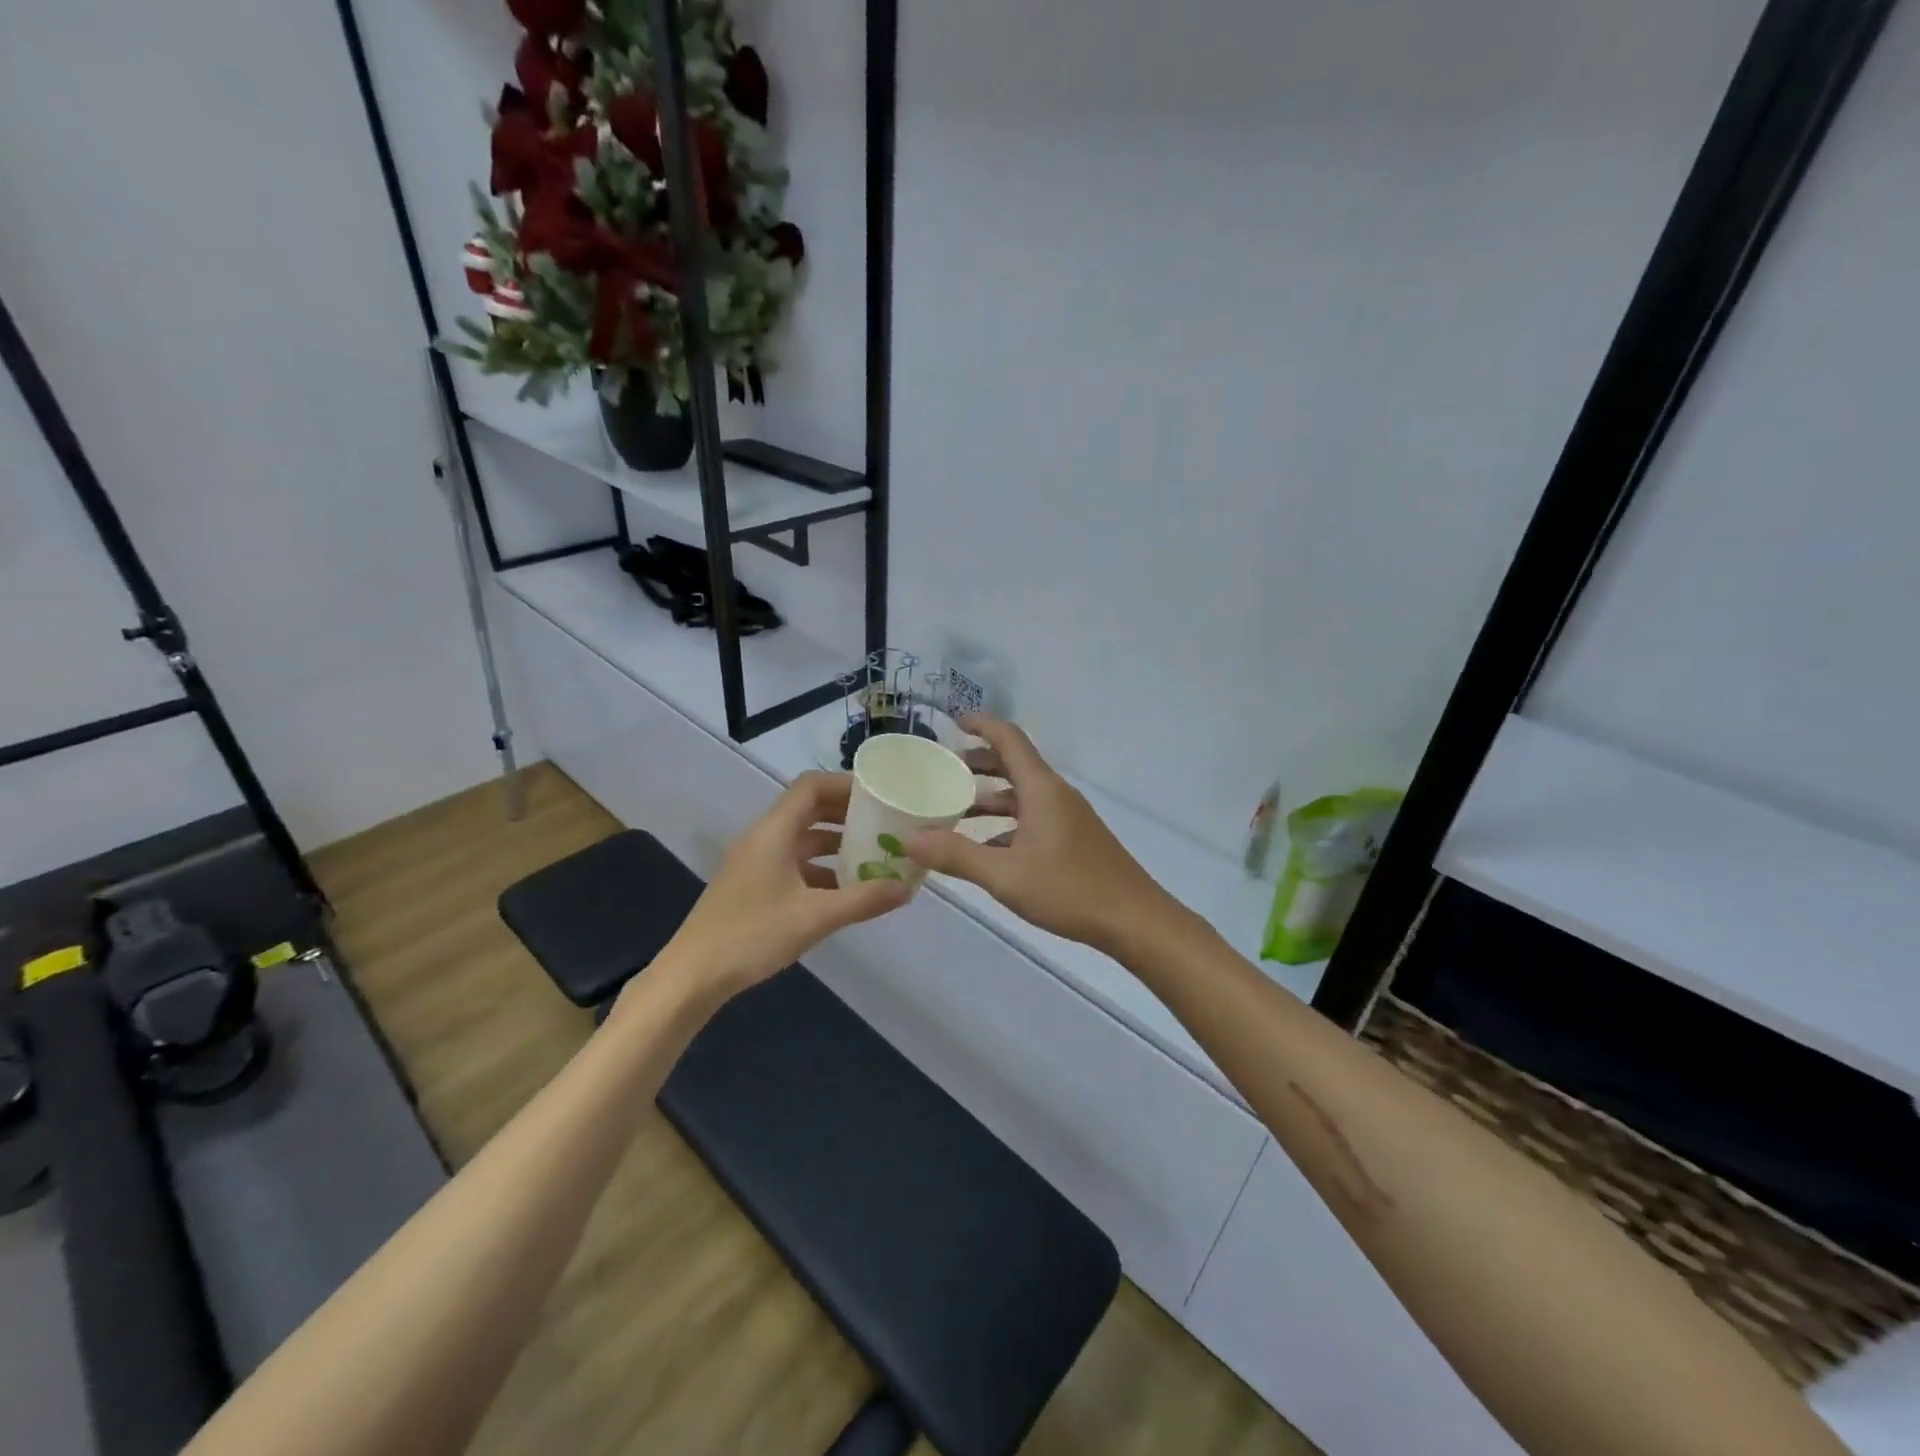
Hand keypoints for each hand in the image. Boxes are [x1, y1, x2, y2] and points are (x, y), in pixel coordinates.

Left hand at [653, 771, 910, 1002]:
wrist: (692, 977)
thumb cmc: (751, 936)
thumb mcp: (815, 917)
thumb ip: (863, 899)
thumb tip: (908, 887)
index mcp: (774, 832)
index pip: (811, 786)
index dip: (845, 784)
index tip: (879, 794)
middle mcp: (764, 838)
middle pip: (809, 809)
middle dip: (847, 813)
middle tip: (885, 822)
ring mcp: (756, 862)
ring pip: (802, 838)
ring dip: (836, 842)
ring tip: (873, 854)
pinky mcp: (754, 885)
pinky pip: (794, 863)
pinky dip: (821, 868)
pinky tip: (845, 890)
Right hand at [903, 716, 1177, 952]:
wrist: (1134, 920)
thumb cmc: (1069, 889)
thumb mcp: (1005, 875)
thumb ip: (956, 855)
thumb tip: (908, 838)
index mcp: (1042, 789)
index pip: (1009, 739)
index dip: (981, 724)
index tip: (952, 720)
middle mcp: (1056, 795)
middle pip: (1014, 764)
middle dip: (978, 763)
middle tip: (943, 771)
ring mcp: (1068, 817)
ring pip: (1023, 794)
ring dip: (990, 796)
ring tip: (955, 810)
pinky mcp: (1074, 839)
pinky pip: (1033, 817)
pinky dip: (1006, 823)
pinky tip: (986, 848)